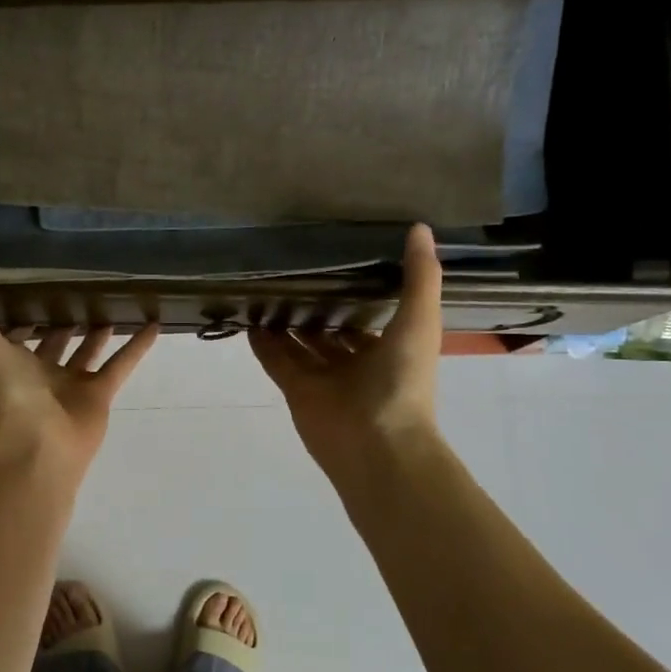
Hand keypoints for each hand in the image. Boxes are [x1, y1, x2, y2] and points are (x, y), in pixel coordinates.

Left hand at [0, 248, 158, 472]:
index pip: (11, 331)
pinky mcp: (99, 396)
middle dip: (59, 318)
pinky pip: (120, 366)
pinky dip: (136, 347)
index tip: (27, 281)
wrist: (34, 444)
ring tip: (111, 299)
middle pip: (51, 341)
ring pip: (87, 352)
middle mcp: (37, 373)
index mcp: (5, 360)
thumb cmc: (1, 391)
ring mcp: (69, 386)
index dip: (17, 311)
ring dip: (97, 330)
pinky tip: (153, 323)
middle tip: (76, 284)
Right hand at [250, 223, 443, 472]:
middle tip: (294, 271)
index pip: (367, 318)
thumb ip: (419, 277)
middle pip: (330, 332)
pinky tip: (249, 319)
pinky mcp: (296, 390)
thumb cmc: (403, 381)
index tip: (338, 262)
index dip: (355, 294)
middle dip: (316, 308)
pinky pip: (276, 362)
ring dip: (285, 324)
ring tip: (267, 289)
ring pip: (300, 346)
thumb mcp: (420, 320)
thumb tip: (420, 228)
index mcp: (388, 349)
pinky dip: (263, 345)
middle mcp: (355, 364)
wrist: (377, 443)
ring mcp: (323, 379)